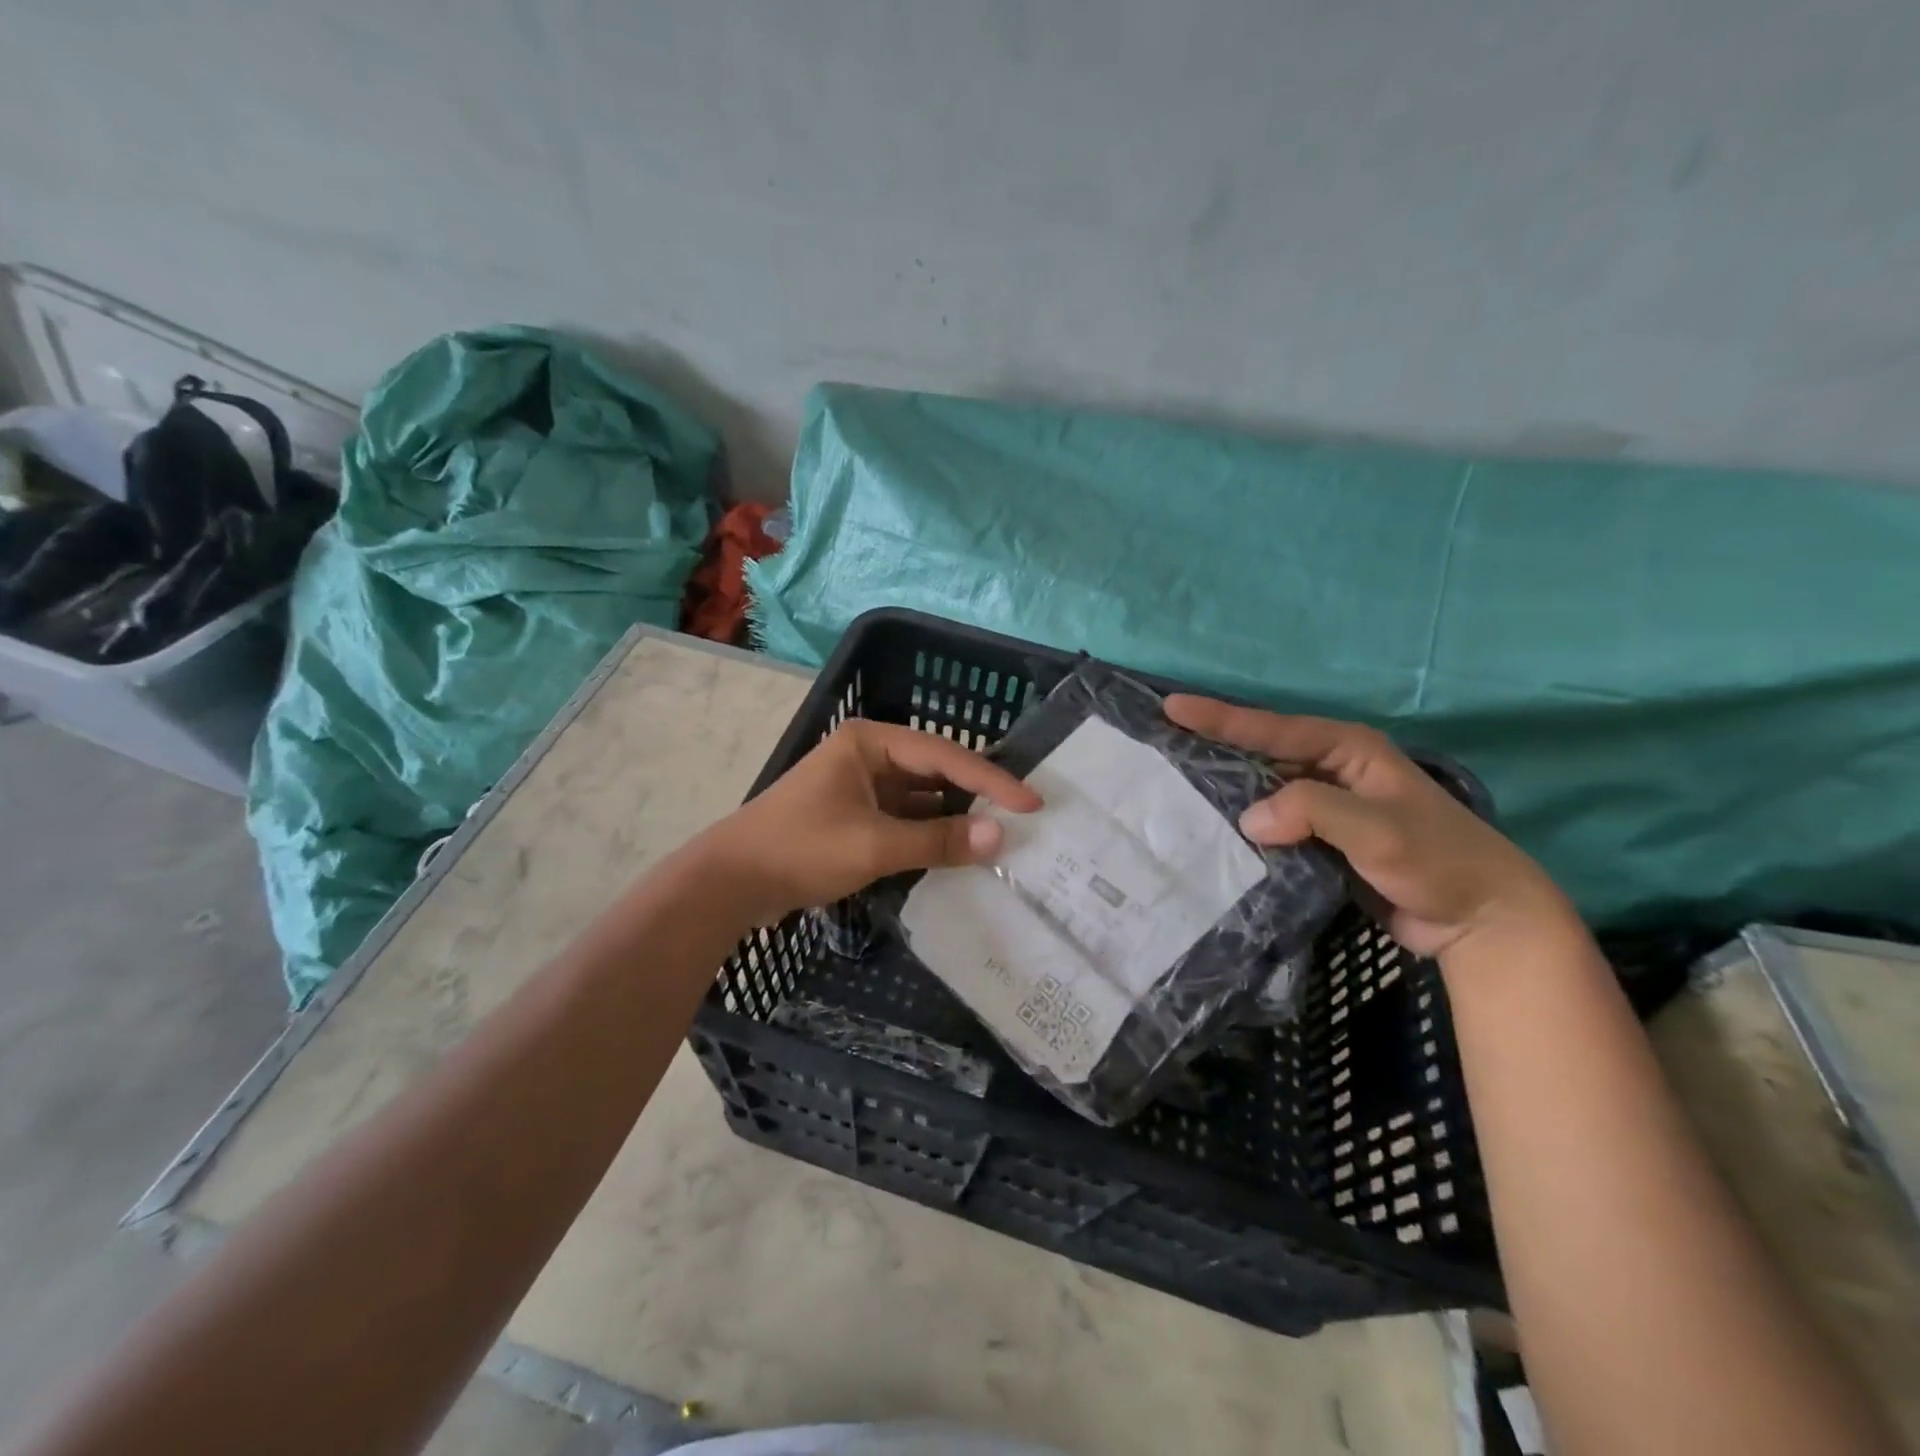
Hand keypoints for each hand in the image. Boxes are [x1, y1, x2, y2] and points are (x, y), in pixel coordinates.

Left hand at [702, 719, 1042, 926]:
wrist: (730, 881)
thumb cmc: (802, 849)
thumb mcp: (875, 845)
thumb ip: (938, 841)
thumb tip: (999, 837)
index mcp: (871, 742)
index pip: (945, 756)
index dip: (991, 780)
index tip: (1031, 803)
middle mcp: (869, 754)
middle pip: (935, 771)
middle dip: (975, 795)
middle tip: (1022, 817)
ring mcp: (860, 786)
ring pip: (920, 797)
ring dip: (953, 817)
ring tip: (999, 836)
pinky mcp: (853, 815)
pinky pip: (903, 818)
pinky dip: (929, 834)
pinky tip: (957, 850)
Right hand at [1164, 696, 1575, 960]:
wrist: (1480, 920)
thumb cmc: (1439, 862)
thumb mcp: (1380, 831)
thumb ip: (1314, 812)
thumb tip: (1247, 819)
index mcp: (1348, 750)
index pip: (1274, 729)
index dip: (1221, 718)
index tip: (1172, 708)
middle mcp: (1332, 770)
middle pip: (1261, 751)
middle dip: (1214, 745)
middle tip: (1161, 740)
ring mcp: (1326, 806)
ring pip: (1263, 788)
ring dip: (1224, 787)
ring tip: (1171, 782)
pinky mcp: (1320, 839)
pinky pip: (1272, 822)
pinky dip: (1242, 824)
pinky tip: (1210, 829)